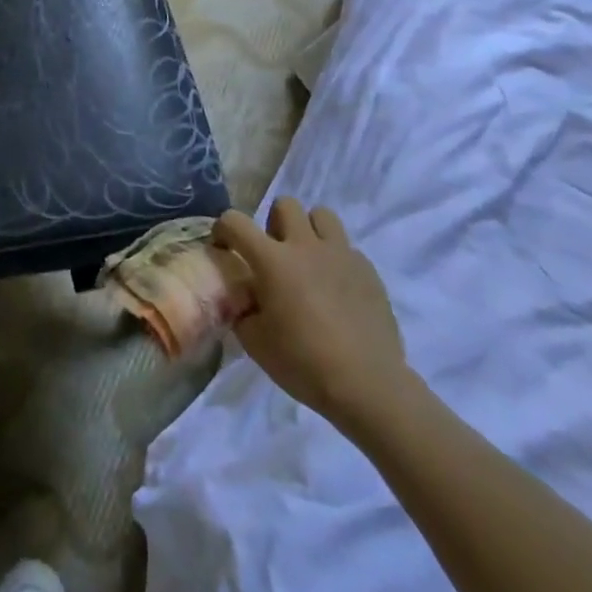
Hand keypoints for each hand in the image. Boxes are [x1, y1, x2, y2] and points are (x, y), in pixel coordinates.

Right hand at [215, 200, 409, 435]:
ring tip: (308, 261)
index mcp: (272, 260)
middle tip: (274, 253)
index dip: (223, 229)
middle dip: (273, 223)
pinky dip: (336, 260)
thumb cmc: (304, 363)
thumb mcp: (255, 341)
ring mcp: (341, 255)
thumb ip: (242, 309)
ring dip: (309, 231)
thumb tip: (244, 298)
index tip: (224, 248)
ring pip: (322, 215)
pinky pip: (347, 249)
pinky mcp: (368, 271)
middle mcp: (305, 246)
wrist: (368, 387)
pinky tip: (337, 290)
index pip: (235, 221)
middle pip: (285, 204)